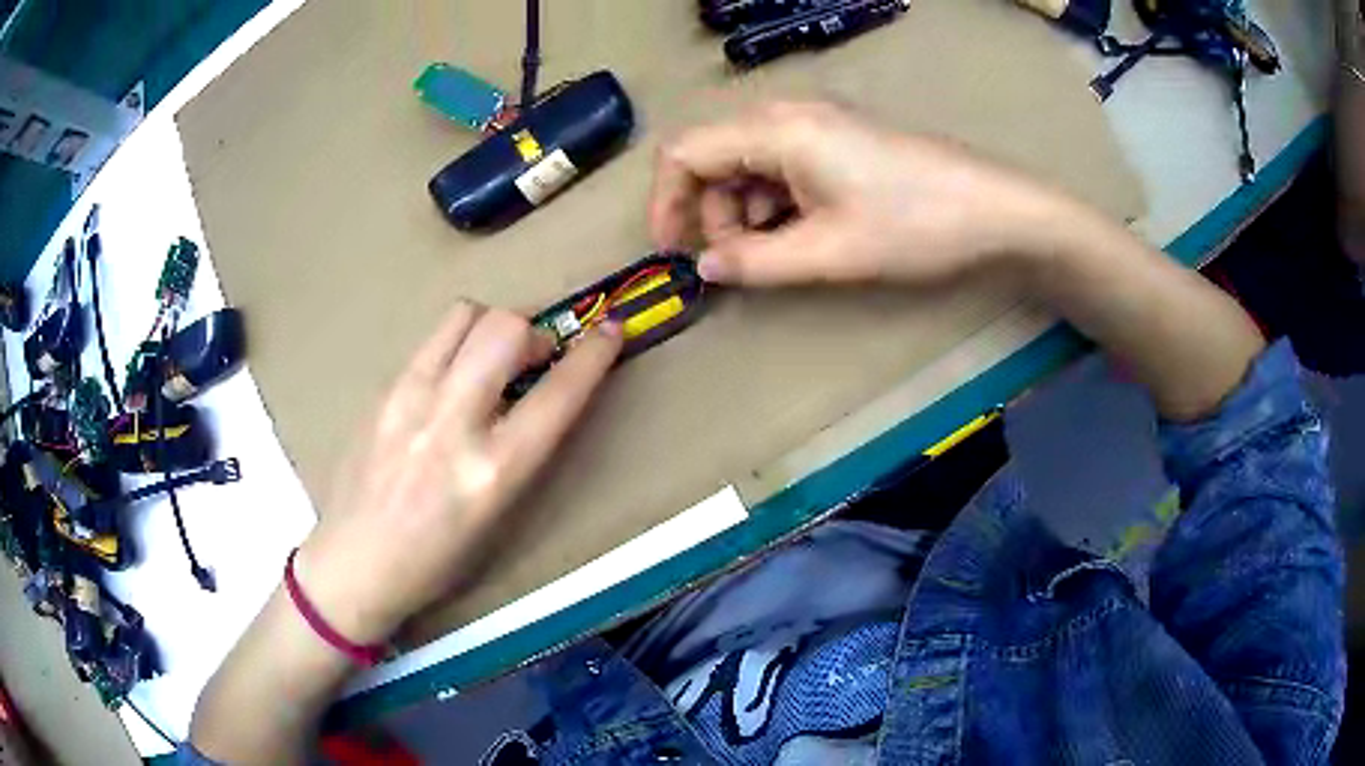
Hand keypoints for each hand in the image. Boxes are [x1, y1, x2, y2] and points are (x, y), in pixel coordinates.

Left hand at [295, 303, 621, 643]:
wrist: (356, 562)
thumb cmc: (436, 559)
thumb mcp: (497, 514)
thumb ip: (521, 447)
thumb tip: (535, 390)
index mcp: (492, 472)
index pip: (557, 394)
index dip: (593, 355)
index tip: (610, 332)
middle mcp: (451, 423)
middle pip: (505, 328)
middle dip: (533, 331)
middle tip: (533, 358)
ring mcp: (409, 399)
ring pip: (464, 315)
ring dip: (491, 327)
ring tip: (489, 359)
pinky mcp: (382, 390)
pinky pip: (430, 341)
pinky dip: (455, 346)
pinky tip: (448, 381)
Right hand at [648, 101, 1063, 286]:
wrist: (995, 211)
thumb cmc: (915, 225)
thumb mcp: (829, 252)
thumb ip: (755, 261)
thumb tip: (705, 268)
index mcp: (776, 130)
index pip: (685, 153)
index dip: (666, 203)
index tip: (673, 251)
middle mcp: (787, 115)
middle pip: (714, 157)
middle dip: (712, 212)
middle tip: (737, 262)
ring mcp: (816, 125)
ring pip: (747, 164)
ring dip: (746, 212)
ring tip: (779, 253)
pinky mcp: (838, 141)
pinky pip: (782, 166)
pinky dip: (776, 203)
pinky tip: (804, 232)